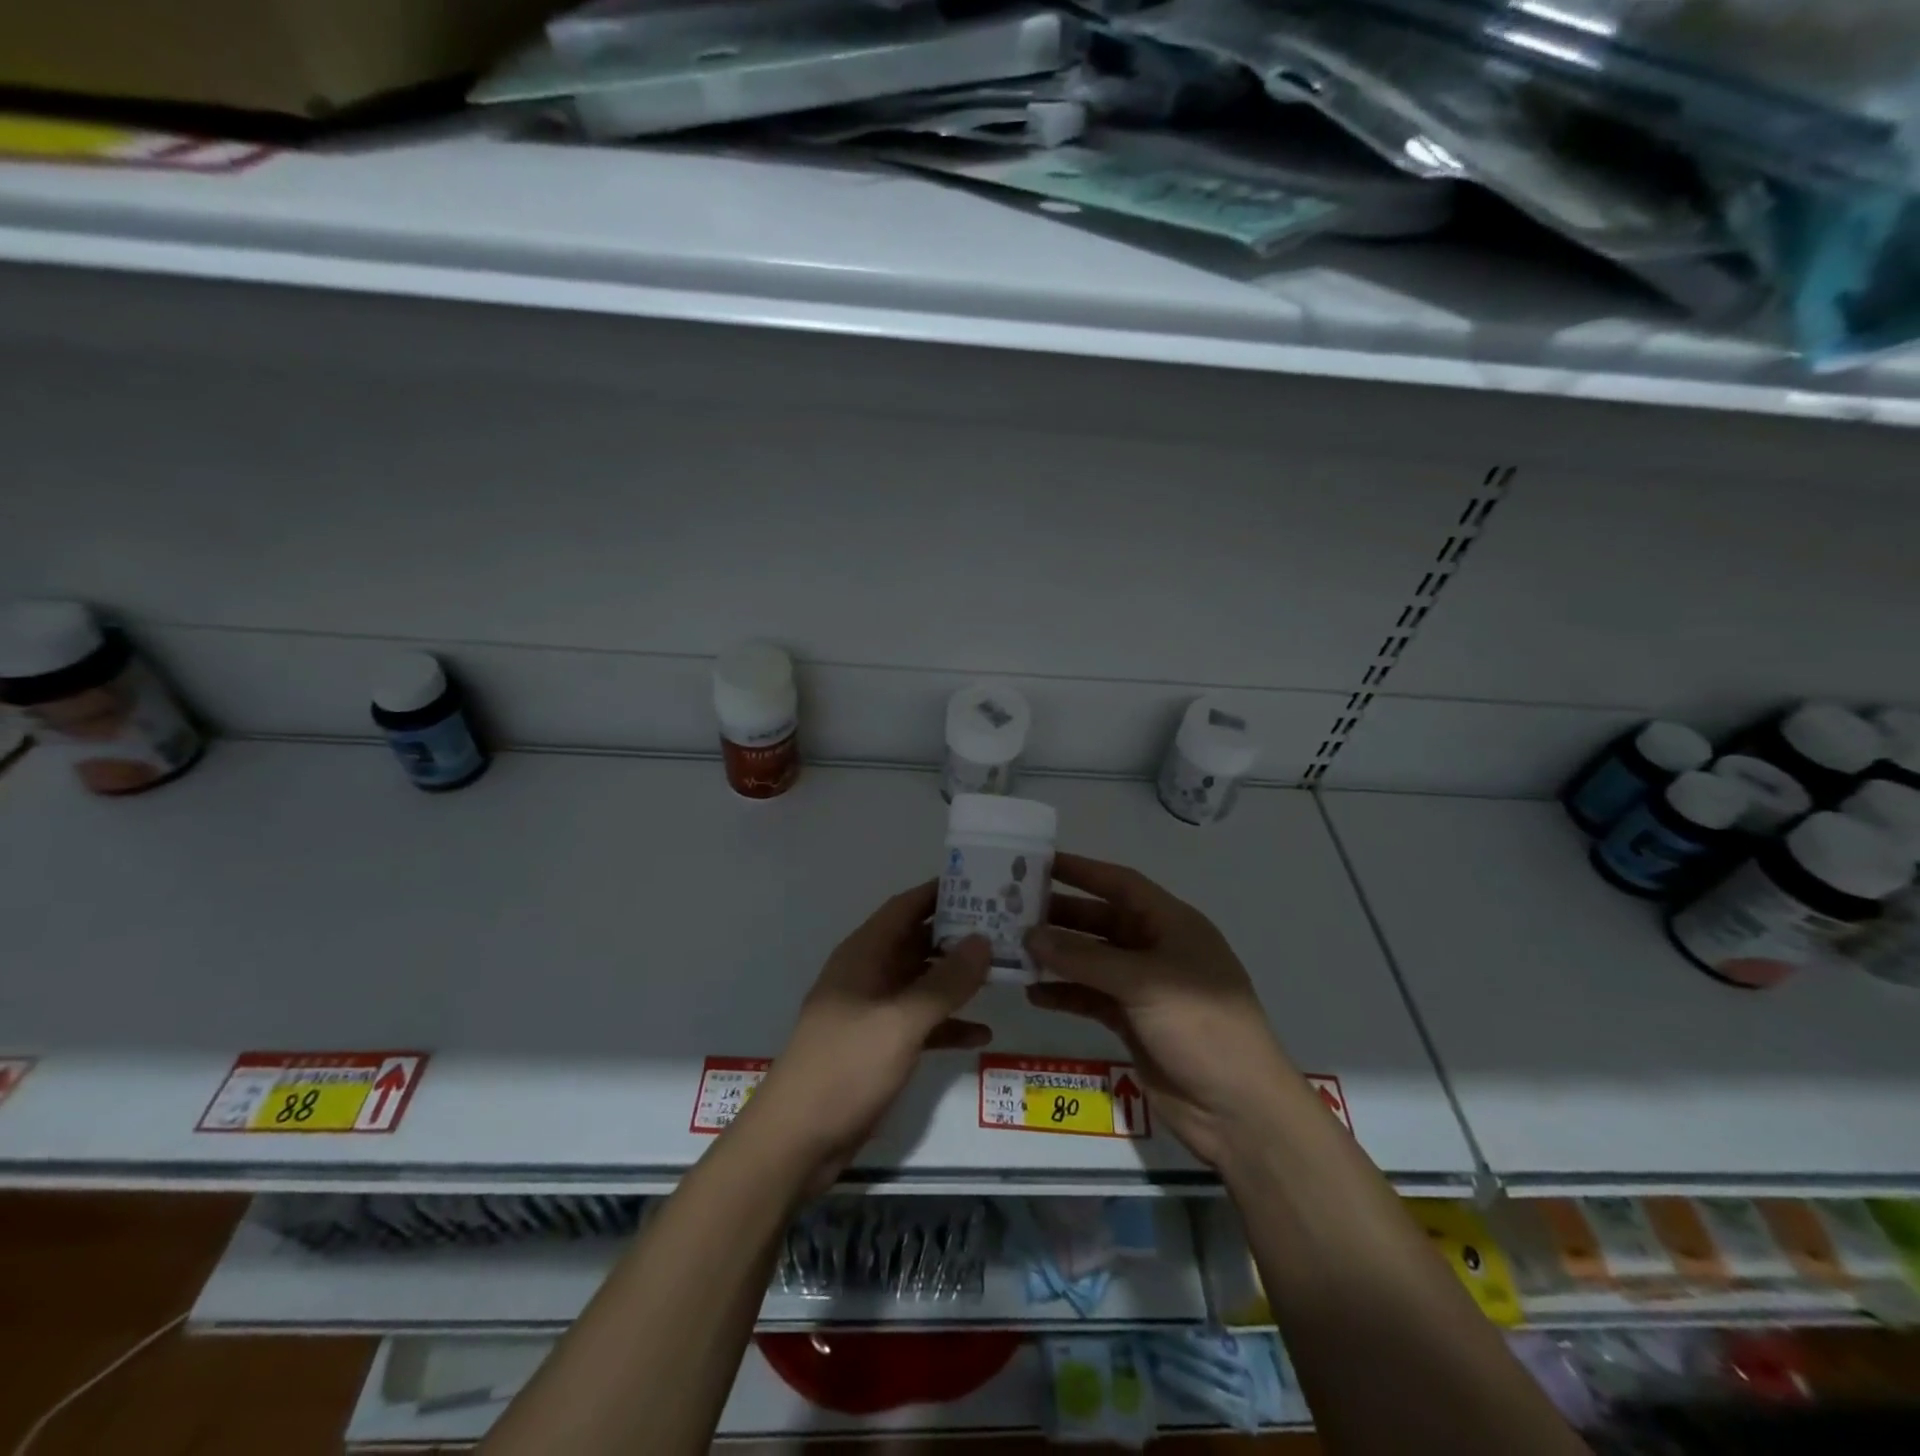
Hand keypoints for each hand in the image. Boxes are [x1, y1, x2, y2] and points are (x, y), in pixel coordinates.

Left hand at [745, 882, 991, 1190]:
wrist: (797, 1141)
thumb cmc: (846, 1067)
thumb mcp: (900, 1021)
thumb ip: (944, 982)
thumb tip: (983, 940)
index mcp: (863, 955)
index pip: (904, 908)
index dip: (939, 892)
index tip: (982, 883)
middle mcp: (868, 975)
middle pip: (917, 942)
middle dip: (957, 936)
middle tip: (1006, 928)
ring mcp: (873, 1012)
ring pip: (922, 983)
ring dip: (957, 980)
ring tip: (1004, 972)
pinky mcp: (879, 1047)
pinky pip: (921, 1024)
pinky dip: (948, 1024)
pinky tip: (982, 1033)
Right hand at [1025, 853, 1296, 1167]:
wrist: (1238, 1109)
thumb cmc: (1201, 1026)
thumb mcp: (1144, 983)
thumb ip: (1084, 959)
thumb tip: (1030, 935)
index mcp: (1172, 925)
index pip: (1121, 884)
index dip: (1082, 871)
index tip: (1038, 863)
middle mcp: (1157, 949)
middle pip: (1101, 922)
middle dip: (1061, 916)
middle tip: (1012, 911)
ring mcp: (1144, 988)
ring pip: (1092, 961)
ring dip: (1057, 957)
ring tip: (1014, 951)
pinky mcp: (1133, 1022)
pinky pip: (1091, 998)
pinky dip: (1065, 994)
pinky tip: (1034, 994)